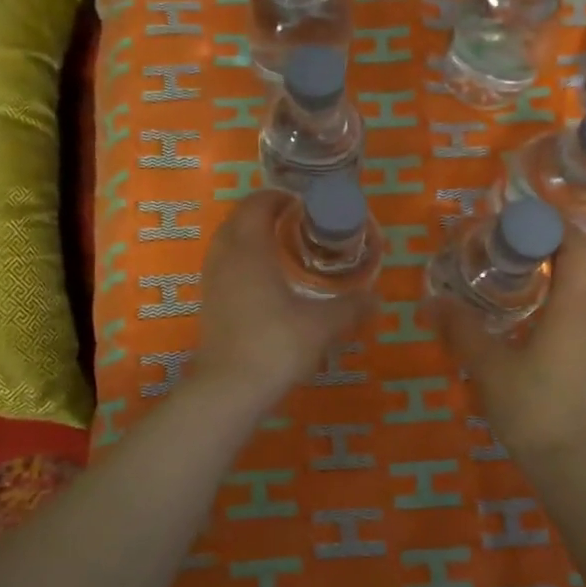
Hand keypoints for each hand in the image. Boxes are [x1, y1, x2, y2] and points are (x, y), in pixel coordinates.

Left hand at [193, 191, 373, 408]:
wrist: (229, 388)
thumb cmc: (276, 344)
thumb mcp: (322, 325)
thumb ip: (351, 306)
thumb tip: (377, 297)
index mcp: (249, 248)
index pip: (257, 204)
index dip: (279, 197)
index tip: (304, 204)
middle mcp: (225, 257)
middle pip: (239, 219)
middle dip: (264, 214)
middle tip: (297, 223)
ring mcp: (212, 280)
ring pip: (227, 243)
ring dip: (250, 237)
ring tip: (282, 249)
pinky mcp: (209, 303)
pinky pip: (224, 266)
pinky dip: (242, 261)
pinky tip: (266, 282)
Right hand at [433, 225, 585, 467]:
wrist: (570, 464)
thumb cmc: (530, 408)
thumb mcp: (488, 366)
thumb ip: (461, 329)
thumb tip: (432, 301)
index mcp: (573, 310)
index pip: (577, 248)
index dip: (555, 228)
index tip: (524, 223)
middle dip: (568, 248)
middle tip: (530, 251)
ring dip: (578, 274)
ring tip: (538, 282)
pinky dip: (581, 301)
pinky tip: (547, 321)